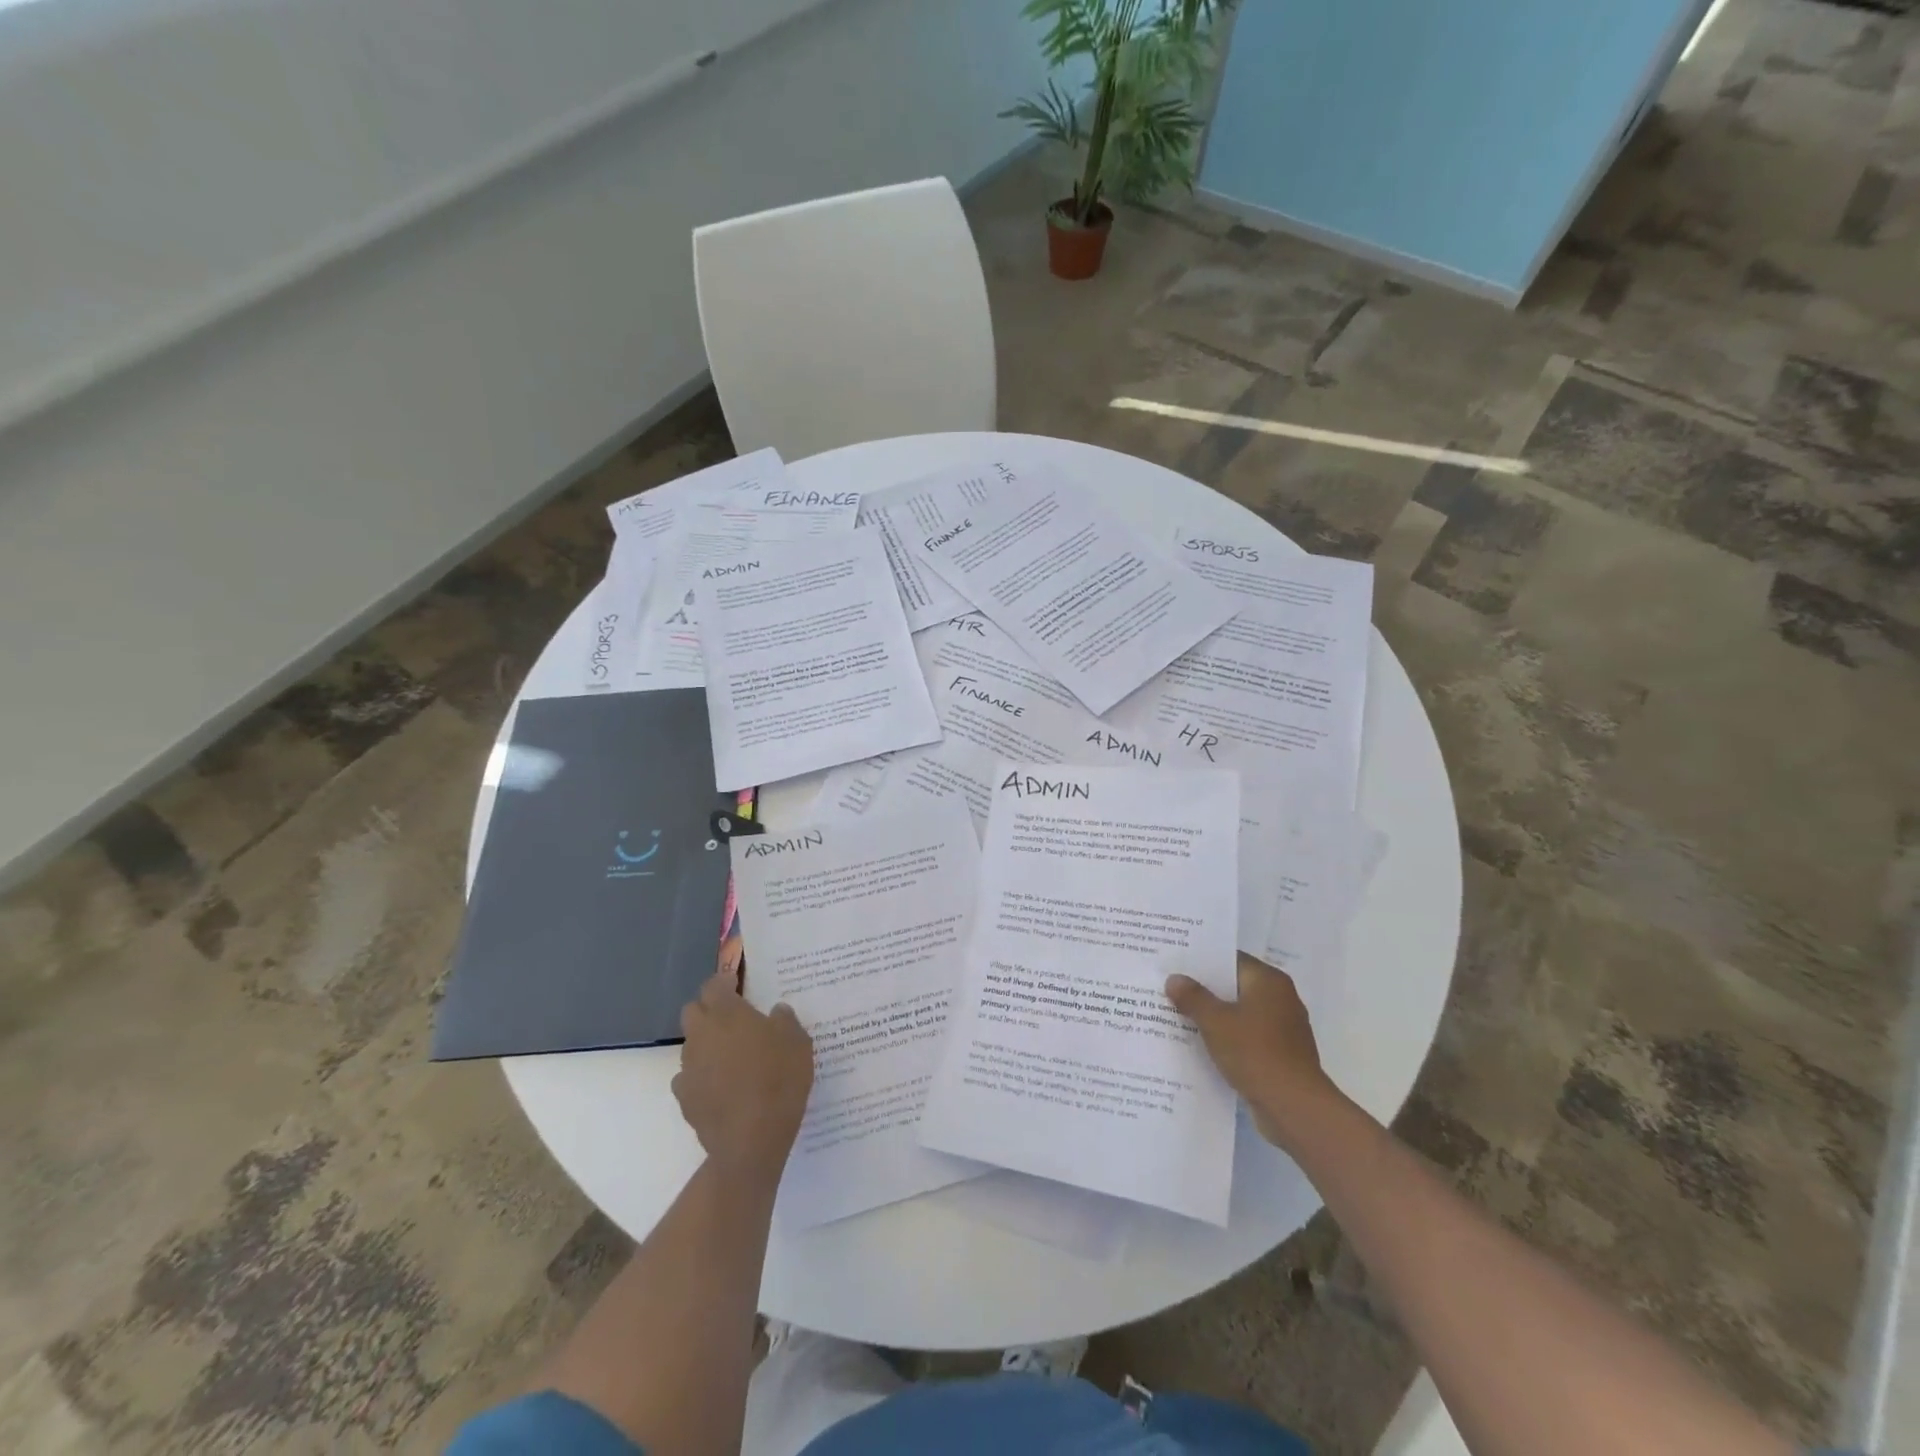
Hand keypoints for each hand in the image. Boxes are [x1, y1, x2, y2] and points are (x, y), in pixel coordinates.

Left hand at [673, 971, 813, 1186]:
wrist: (751, 1140)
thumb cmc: (778, 1079)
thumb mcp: (797, 1042)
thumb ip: (784, 1020)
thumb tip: (776, 1012)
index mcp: (726, 1013)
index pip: (713, 984)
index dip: (725, 982)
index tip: (738, 985)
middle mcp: (701, 1034)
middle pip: (693, 1011)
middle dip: (708, 1010)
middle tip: (733, 1019)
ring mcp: (688, 1068)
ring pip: (691, 1044)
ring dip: (707, 1044)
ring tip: (732, 1056)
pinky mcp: (685, 1098)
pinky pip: (689, 1077)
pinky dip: (702, 1076)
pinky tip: (722, 1087)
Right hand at [1167, 954, 1340, 1149]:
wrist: (1294, 1108)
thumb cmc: (1255, 1053)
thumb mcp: (1215, 1021)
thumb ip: (1193, 997)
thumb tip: (1174, 979)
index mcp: (1269, 981)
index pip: (1231, 960)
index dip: (1202, 961)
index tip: (1175, 964)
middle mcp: (1281, 999)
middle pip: (1235, 986)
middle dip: (1205, 990)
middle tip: (1170, 988)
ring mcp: (1283, 1029)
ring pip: (1240, 1014)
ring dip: (1215, 1017)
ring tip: (1179, 1016)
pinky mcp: (1281, 1055)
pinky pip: (1248, 1037)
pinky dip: (1228, 1039)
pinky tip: (1201, 1046)